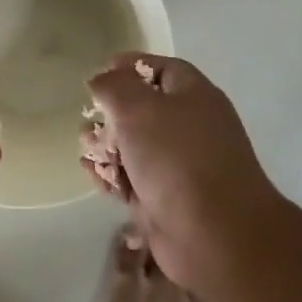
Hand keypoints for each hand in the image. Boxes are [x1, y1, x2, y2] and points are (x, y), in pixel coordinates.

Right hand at [83, 54, 281, 289]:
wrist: (214, 234)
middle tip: (89, 120)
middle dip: (111, 113)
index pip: (161, 69)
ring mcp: (178, 166)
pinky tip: (94, 176)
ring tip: (87, 151)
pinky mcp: (164, 199)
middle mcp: (189, 127)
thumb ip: (114, 86)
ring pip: (134, 146)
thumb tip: (102, 79)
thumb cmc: (177, 158)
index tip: (100, 71)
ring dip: (106, 146)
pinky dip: (111, 175)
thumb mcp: (139, 107)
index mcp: (194, 96)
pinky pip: (132, 179)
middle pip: (143, 109)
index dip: (130, 66)